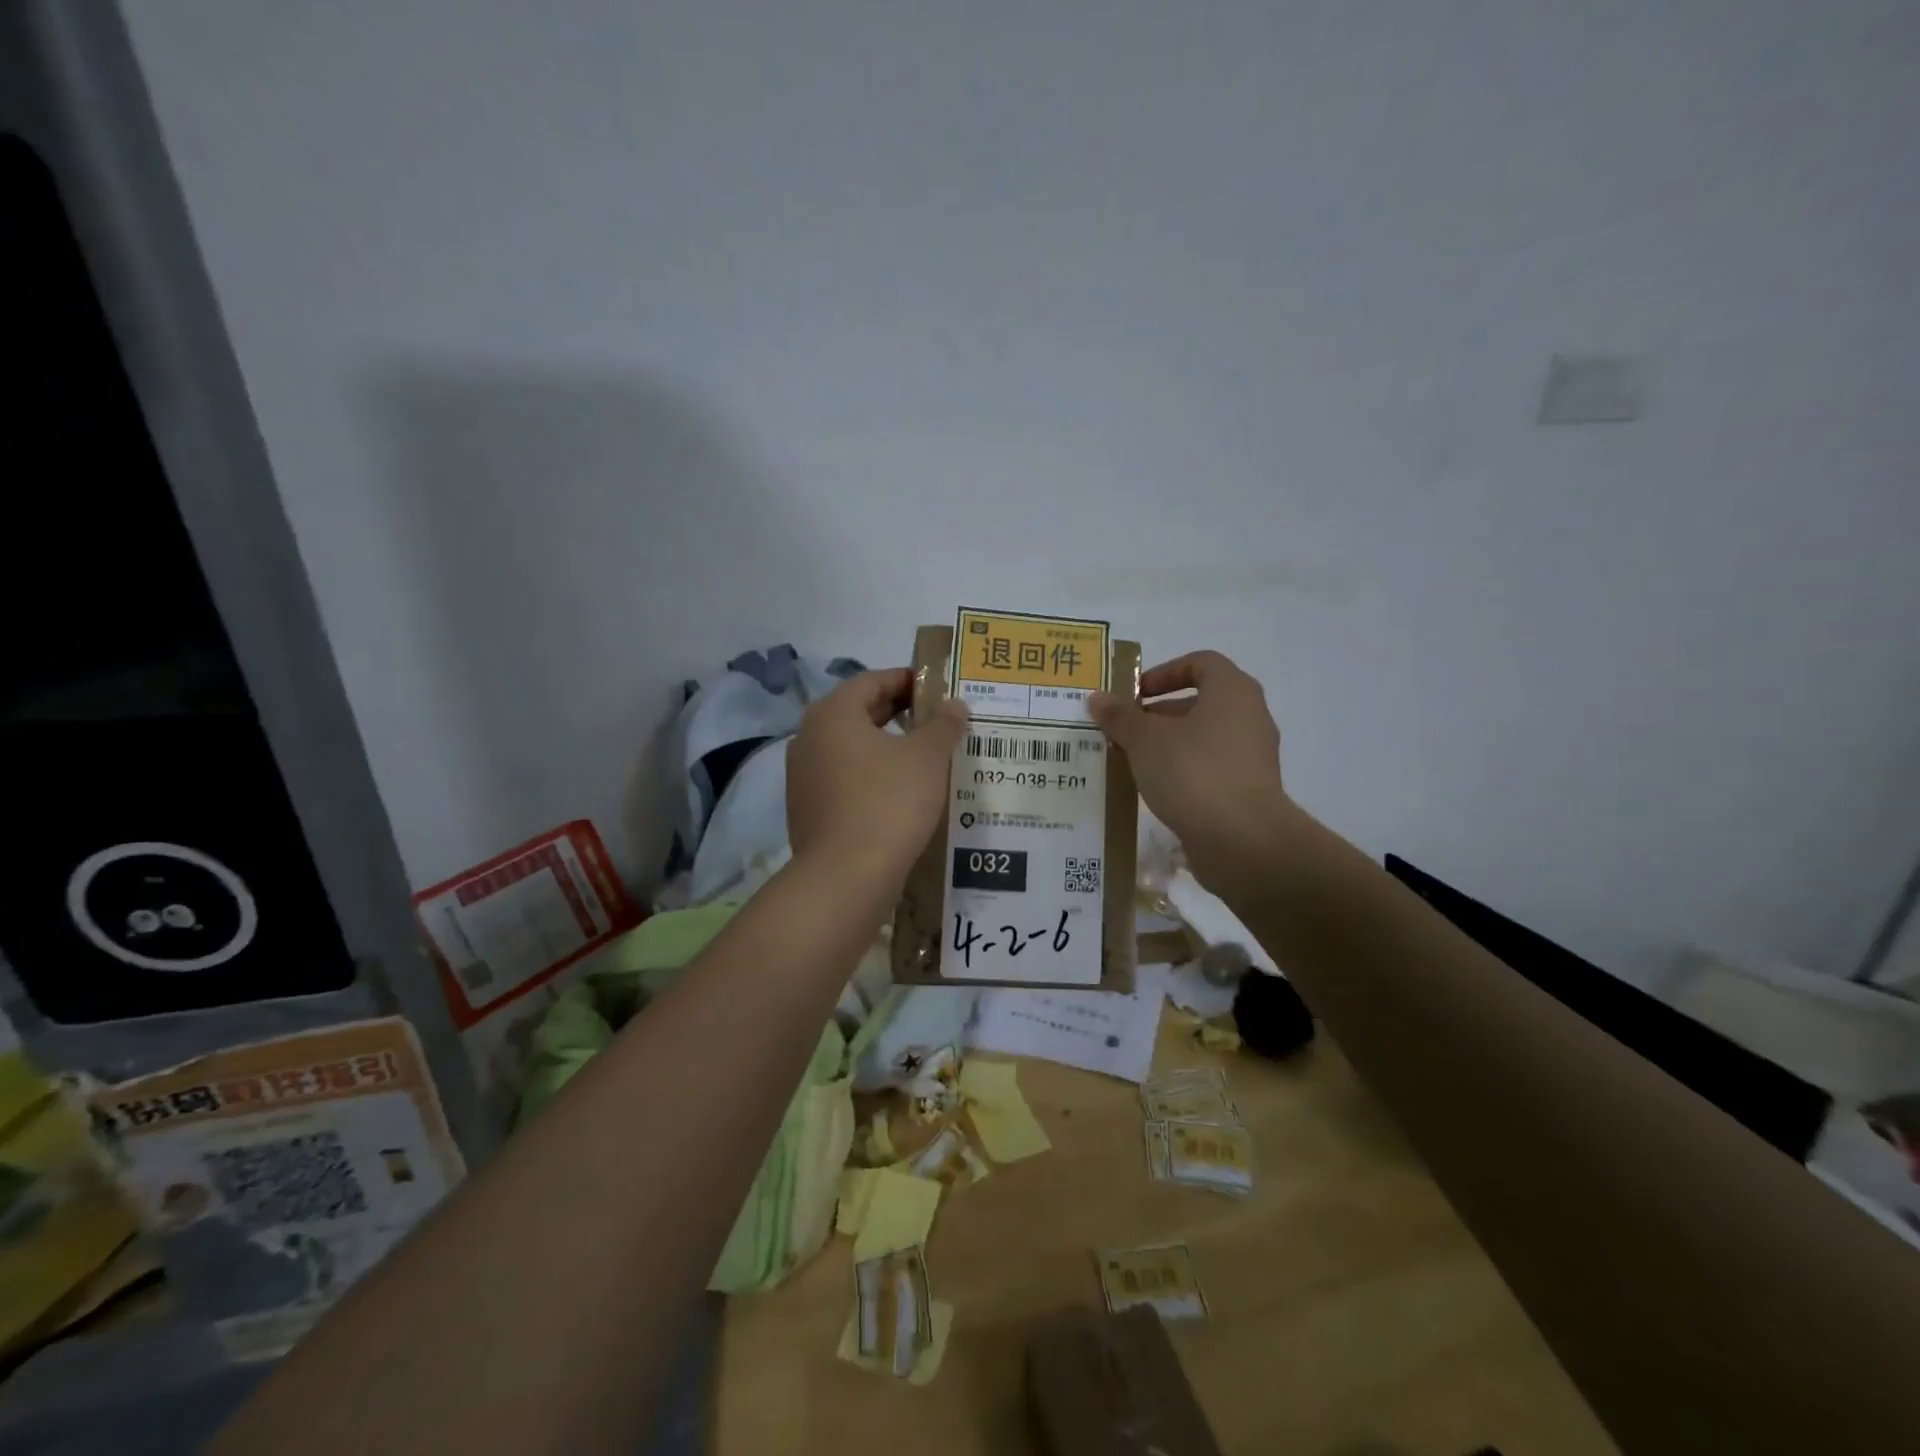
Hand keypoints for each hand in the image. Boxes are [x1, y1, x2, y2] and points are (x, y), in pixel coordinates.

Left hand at [787, 669, 968, 886]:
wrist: (846, 876)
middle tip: (934, 720)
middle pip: (857, 712)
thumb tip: (954, 704)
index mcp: (833, 713)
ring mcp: (801, 775)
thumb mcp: (928, 758)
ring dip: (883, 745)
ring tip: (921, 756)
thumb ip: (943, 724)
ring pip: (849, 747)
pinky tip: (897, 791)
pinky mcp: (805, 808)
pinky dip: (868, 774)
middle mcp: (809, 737)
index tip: (936, 688)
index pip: (871, 680)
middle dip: (896, 712)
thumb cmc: (889, 803)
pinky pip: (842, 777)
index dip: (906, 679)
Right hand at [1088, 651, 1290, 887]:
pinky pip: (1209, 768)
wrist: (1243, 841)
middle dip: (1158, 714)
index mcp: (1232, 692)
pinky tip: (1153, 790)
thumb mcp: (1145, 740)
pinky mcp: (1248, 790)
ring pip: (1203, 738)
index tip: (1135, 694)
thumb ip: (1120, 717)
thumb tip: (1097, 698)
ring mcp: (1252, 756)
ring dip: (1167, 745)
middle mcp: (1249, 717)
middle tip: (1123, 731)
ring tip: (1131, 762)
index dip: (1165, 672)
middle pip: (1200, 702)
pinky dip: (1182, 772)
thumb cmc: (1193, 773)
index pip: (1201, 663)